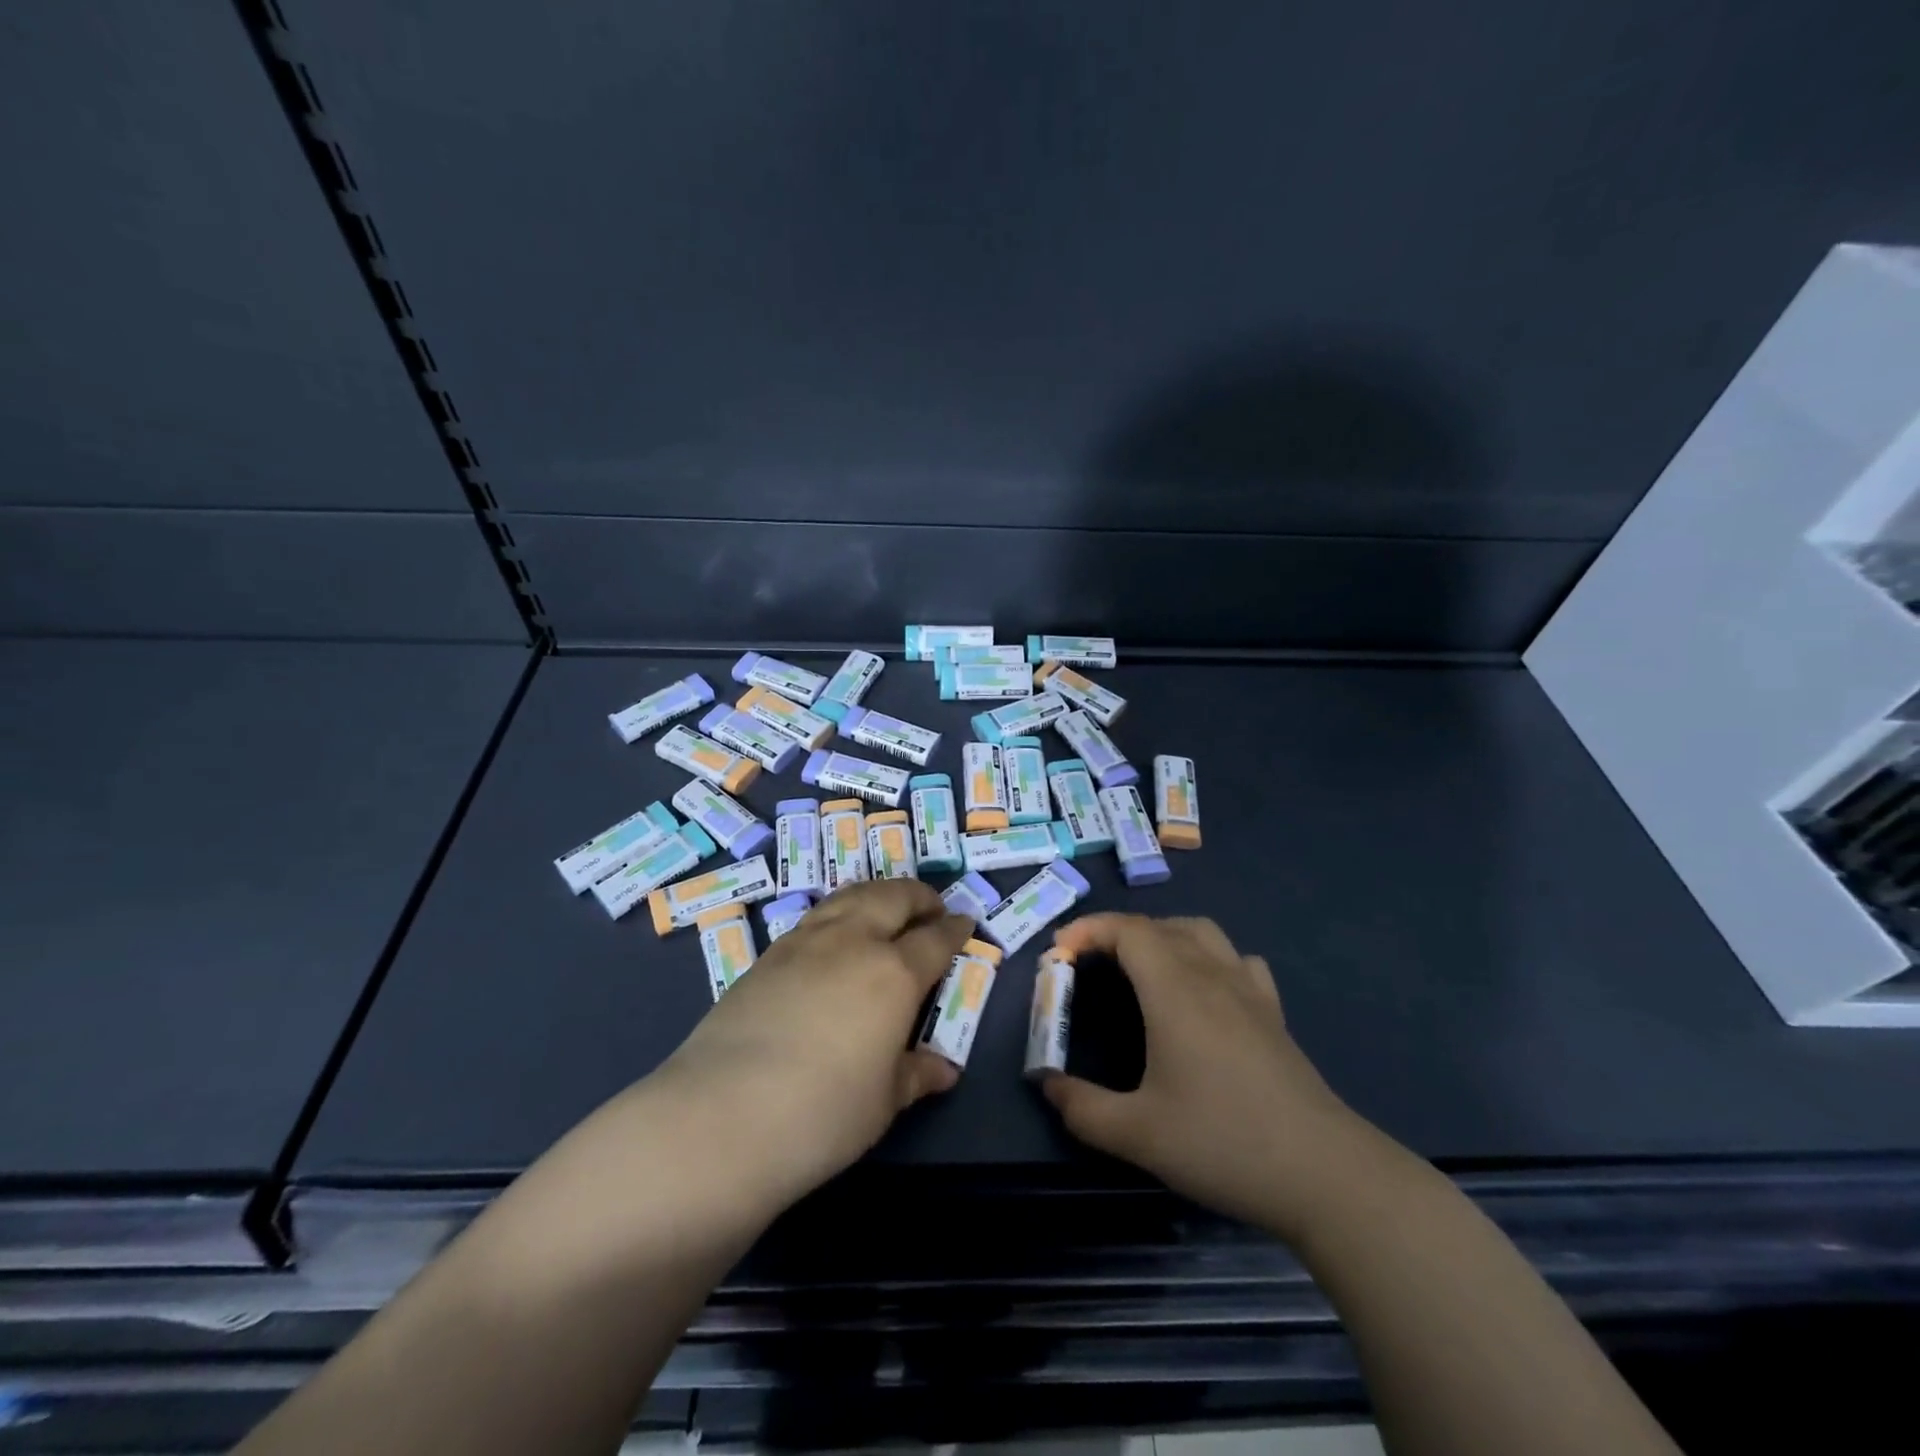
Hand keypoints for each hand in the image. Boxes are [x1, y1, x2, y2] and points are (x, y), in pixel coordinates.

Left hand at [660, 879, 973, 1207]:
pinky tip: (835, 938)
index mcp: (893, 972)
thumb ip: (916, 1074)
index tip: (966, 924)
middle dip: (919, 896)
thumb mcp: (883, 1101)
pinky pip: (817, 916)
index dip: (955, 929)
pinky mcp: (768, 955)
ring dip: (878, 895)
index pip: (935, 938)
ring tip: (886, 909)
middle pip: (893, 896)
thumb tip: (944, 1070)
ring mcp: (805, 942)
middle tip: (931, 908)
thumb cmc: (822, 1114)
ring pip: (851, 896)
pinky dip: (840, 913)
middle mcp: (852, 941)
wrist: (720, 1116)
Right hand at [1041, 914, 1365, 1236]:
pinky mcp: (1274, 1012)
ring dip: (1162, 935)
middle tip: (1088, 964)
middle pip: (1159, 925)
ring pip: (1201, 932)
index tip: (1059, 955)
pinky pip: (1236, 959)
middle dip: (1116, 933)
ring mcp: (1249, 990)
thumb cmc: (1223, 1143)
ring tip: (1139, 967)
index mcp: (1175, 989)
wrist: (1324, 1174)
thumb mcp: (1138, 1134)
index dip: (1088, 929)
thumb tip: (1047, 1084)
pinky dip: (1207, 956)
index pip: (1127, 930)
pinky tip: (1203, 990)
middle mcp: (1211, 974)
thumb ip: (1082, 1107)